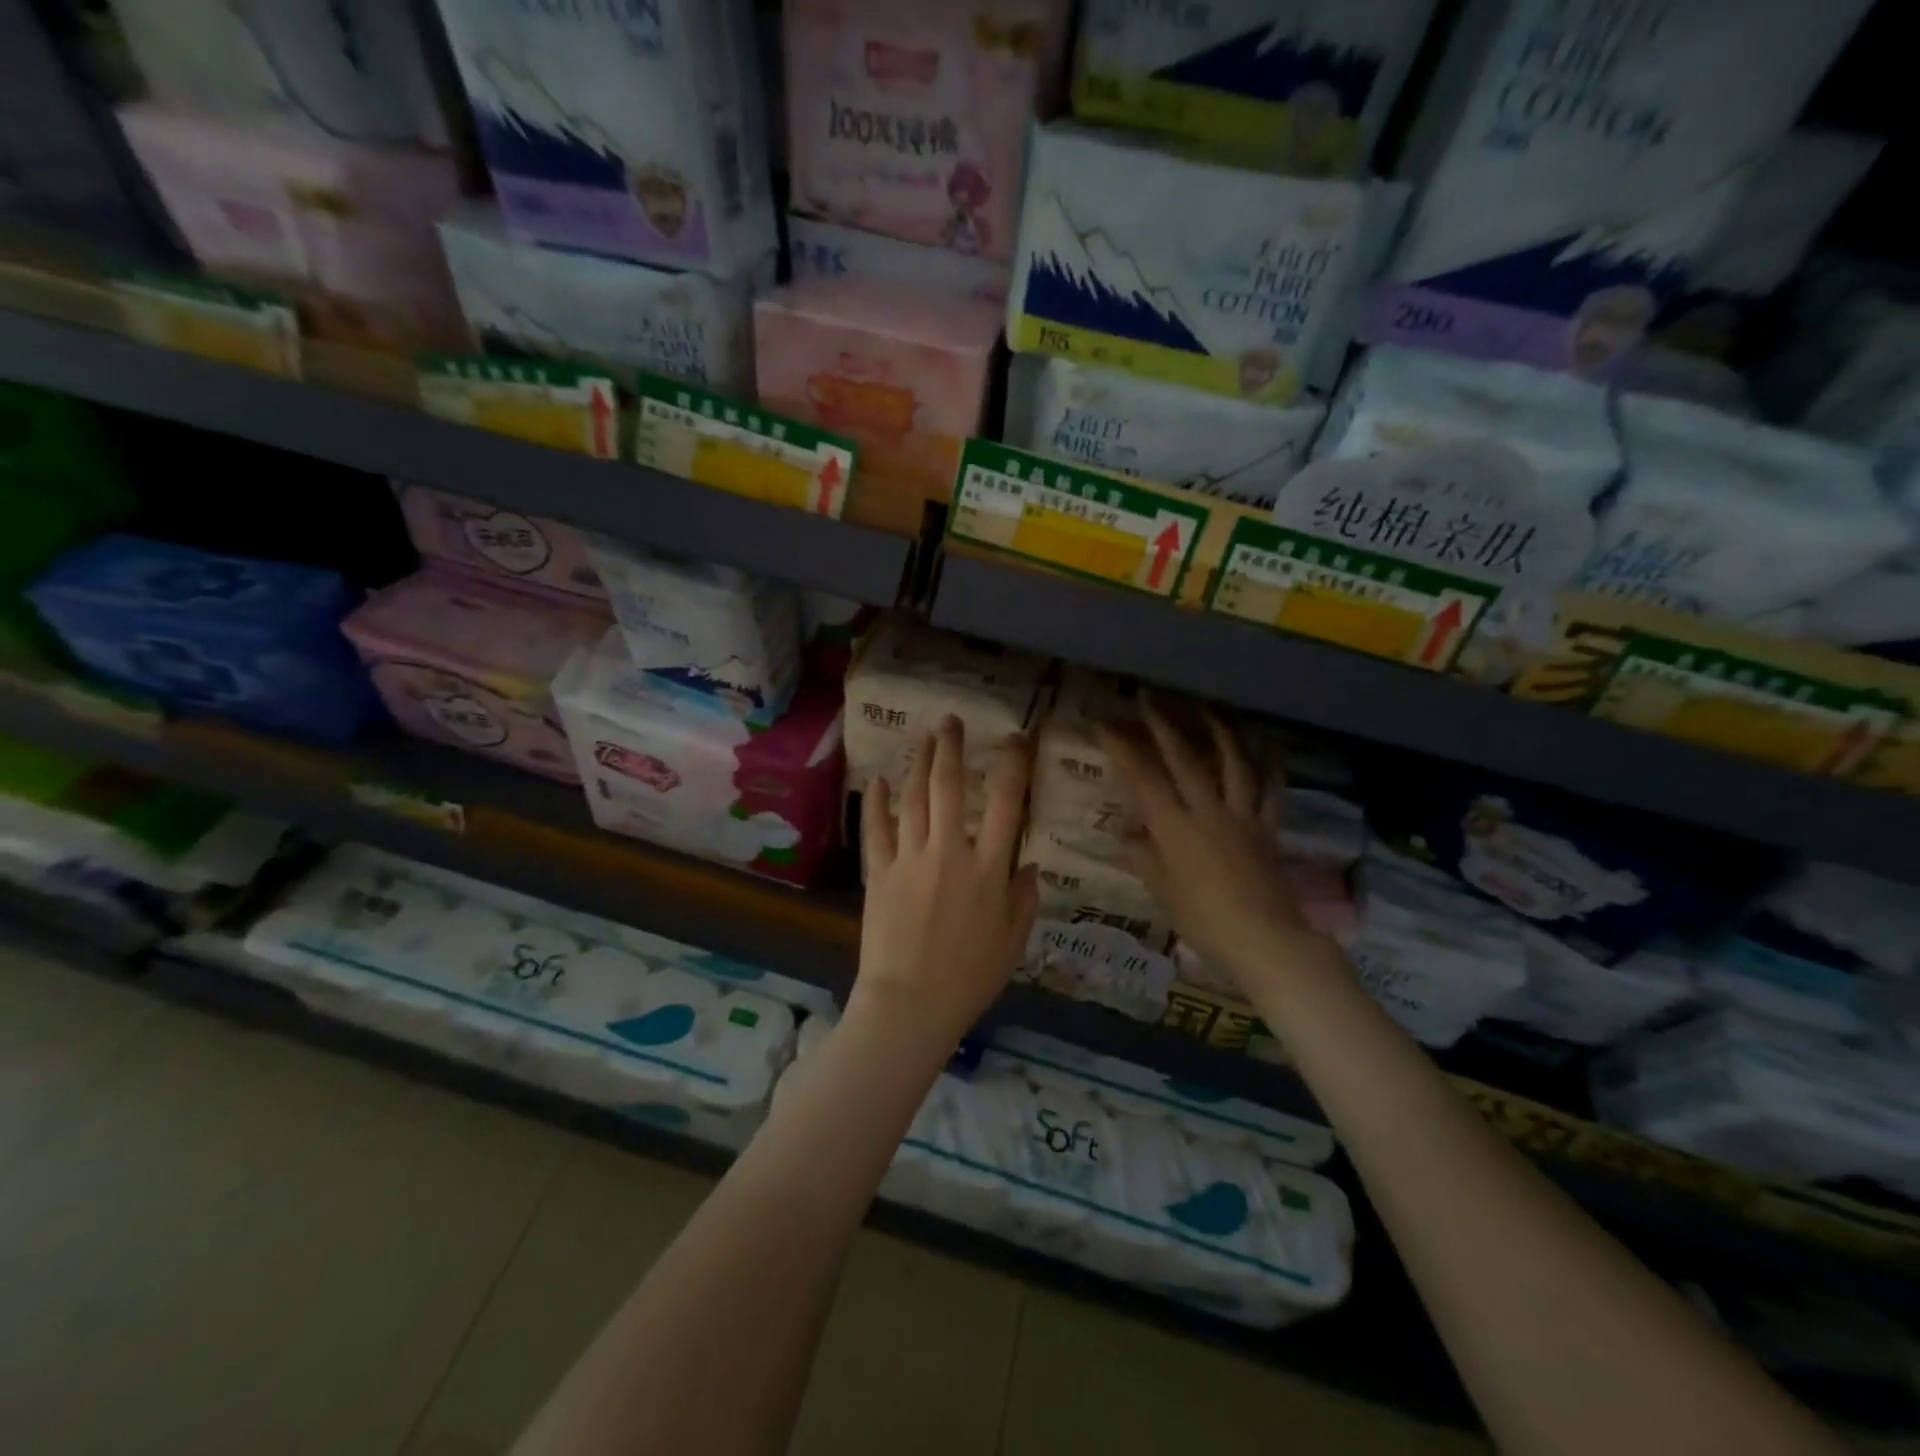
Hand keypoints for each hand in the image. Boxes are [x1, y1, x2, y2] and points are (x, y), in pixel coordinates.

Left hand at [851, 716, 1039, 1050]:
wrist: (910, 1005)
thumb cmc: (970, 979)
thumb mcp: (1013, 942)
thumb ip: (1024, 899)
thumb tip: (1028, 865)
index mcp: (990, 868)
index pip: (1005, 802)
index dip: (1011, 764)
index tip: (1014, 740)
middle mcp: (950, 852)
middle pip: (950, 786)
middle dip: (951, 748)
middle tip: (951, 722)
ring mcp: (910, 859)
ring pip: (913, 798)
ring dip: (918, 763)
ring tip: (924, 738)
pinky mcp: (879, 872)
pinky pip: (876, 829)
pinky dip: (876, 802)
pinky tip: (878, 780)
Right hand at [1095, 699, 1336, 995]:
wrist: (1265, 940)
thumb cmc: (1204, 921)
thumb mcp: (1162, 892)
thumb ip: (1144, 856)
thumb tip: (1129, 832)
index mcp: (1174, 828)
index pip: (1142, 778)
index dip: (1121, 747)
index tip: (1103, 723)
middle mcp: (1207, 811)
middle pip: (1185, 759)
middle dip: (1163, 724)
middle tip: (1149, 697)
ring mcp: (1242, 816)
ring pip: (1232, 763)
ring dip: (1218, 731)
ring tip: (1207, 708)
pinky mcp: (1267, 828)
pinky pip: (1271, 791)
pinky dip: (1270, 765)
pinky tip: (1267, 746)